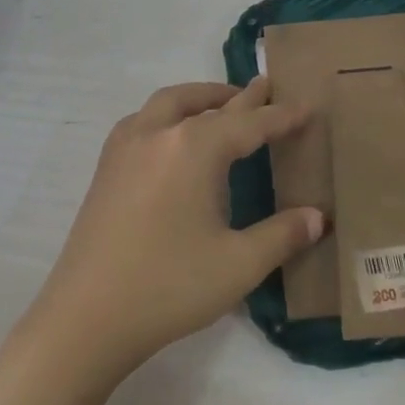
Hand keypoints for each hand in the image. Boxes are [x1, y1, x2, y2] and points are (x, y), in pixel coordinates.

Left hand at [26, 79, 321, 382]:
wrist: (87, 317)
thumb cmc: (169, 286)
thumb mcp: (239, 264)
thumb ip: (282, 235)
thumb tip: (318, 217)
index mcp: (193, 148)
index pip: (248, 124)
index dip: (280, 117)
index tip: (307, 107)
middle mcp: (157, 134)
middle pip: (205, 103)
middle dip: (239, 97)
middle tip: (266, 88)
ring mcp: (124, 148)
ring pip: (166, 103)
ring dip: (198, 98)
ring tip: (221, 105)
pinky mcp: (105, 168)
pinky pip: (142, 121)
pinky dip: (167, 114)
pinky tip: (172, 137)